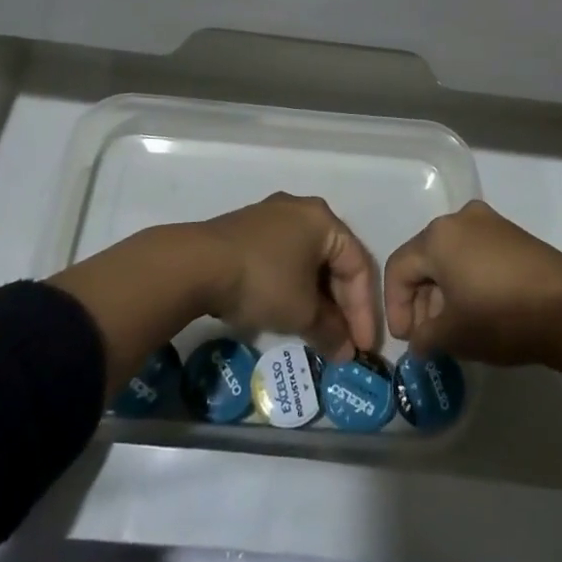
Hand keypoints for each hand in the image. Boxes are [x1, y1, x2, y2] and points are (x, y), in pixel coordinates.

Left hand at [200, 193, 378, 362]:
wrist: (197, 264)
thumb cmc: (263, 281)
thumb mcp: (301, 312)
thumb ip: (330, 331)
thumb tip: (345, 351)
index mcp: (323, 219)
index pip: (358, 265)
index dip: (364, 310)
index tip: (363, 347)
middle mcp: (301, 210)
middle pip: (334, 260)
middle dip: (341, 305)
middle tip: (343, 341)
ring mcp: (272, 217)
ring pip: (307, 260)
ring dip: (317, 298)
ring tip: (318, 332)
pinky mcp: (248, 230)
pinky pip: (284, 258)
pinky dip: (293, 286)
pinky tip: (288, 311)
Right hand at [384, 200, 561, 365]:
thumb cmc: (500, 316)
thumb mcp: (453, 335)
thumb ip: (425, 337)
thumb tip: (419, 341)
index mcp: (437, 236)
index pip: (399, 268)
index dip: (395, 306)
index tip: (406, 340)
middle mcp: (461, 219)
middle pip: (426, 259)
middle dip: (421, 300)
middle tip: (428, 337)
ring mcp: (491, 224)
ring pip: (452, 257)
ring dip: (445, 292)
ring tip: (454, 329)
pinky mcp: (515, 236)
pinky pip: (477, 255)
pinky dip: (469, 281)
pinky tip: (478, 312)